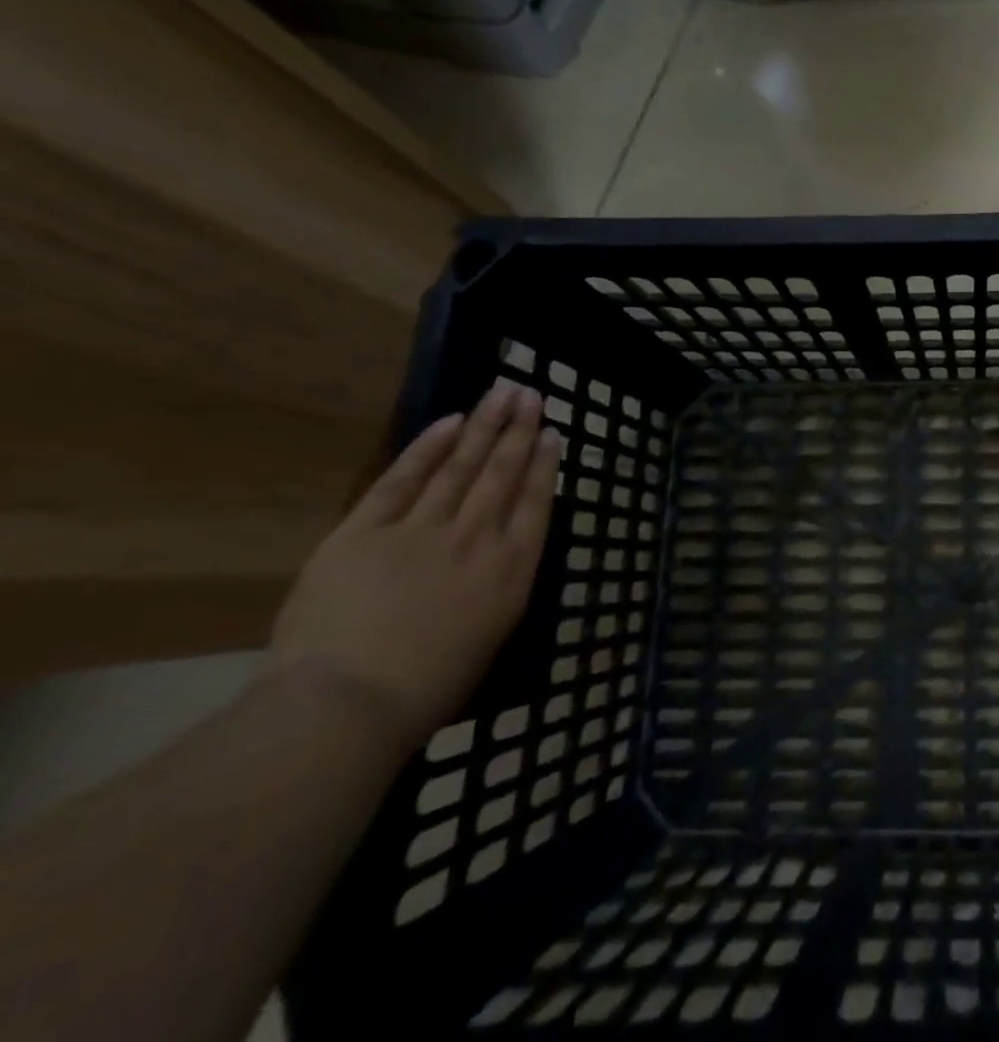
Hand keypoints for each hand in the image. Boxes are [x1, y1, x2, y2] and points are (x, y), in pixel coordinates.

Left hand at [264, 379, 560, 752]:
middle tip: (531, 394)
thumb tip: (502, 551)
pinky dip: (428, 448)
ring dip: (485, 425)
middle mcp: (476, 538)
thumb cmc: (428, 689)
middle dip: (520, 430)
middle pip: (503, 473)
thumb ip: (502, 584)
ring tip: (502, 392)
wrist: (345, 706)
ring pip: (462, 465)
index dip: (545, 464)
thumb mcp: (491, 635)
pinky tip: (450, 422)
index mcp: (511, 570)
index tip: (553, 433)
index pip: (536, 503)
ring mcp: (422, 530)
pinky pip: (403, 479)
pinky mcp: (366, 531)